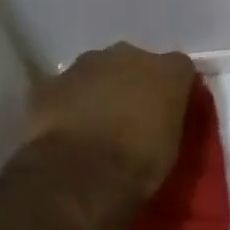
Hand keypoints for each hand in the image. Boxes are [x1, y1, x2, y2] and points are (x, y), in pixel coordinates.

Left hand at [24, 43, 197, 200]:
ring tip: (95, 124)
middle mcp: (126, 55)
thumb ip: (166, 120)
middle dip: (132, 83)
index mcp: (166, 72)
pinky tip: (67, 130)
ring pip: (96, 71)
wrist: (80, 174)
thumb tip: (158, 120)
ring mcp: (84, 65)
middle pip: (133, 62)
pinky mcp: (50, 83)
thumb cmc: (138, 164)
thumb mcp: (170, 147)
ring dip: (97, 91)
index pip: (179, 68)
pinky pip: (65, 89)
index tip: (168, 110)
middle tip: (129, 116)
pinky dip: (67, 104)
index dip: (172, 88)